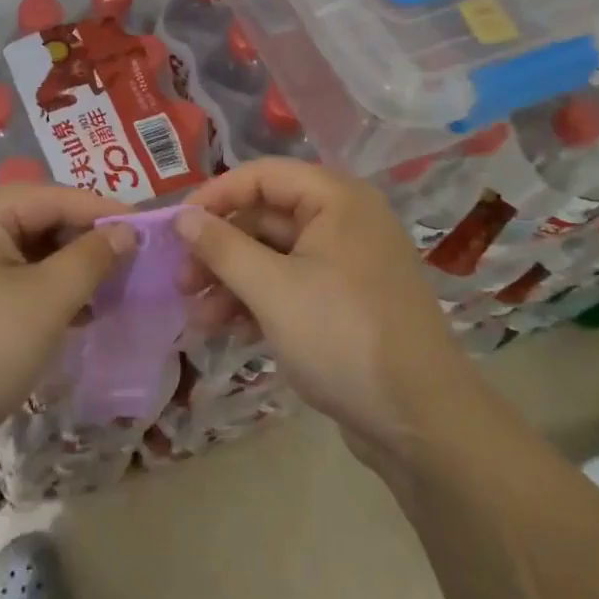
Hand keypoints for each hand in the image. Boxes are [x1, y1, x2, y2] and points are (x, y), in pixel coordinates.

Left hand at [0, 184, 133, 460]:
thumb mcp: (44, 303)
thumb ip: (90, 259)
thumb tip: (125, 229)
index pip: (56, 196)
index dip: (107, 212)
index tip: (153, 232)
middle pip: (42, 221)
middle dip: (88, 245)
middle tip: (136, 270)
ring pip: (31, 254)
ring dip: (71, 273)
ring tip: (114, 296)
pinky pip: (14, 281)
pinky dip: (46, 294)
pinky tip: (78, 316)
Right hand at [174, 159, 476, 458]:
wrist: (422, 423)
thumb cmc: (343, 337)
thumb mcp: (272, 289)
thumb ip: (222, 247)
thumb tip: (182, 217)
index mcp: (335, 199)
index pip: (261, 175)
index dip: (214, 197)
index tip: (175, 229)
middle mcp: (343, 220)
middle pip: (265, 217)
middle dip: (219, 249)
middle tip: (180, 281)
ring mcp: (346, 263)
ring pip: (273, 255)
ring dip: (232, 281)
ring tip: (197, 317)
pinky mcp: (345, 302)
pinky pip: (291, 285)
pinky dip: (258, 301)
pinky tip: (227, 330)